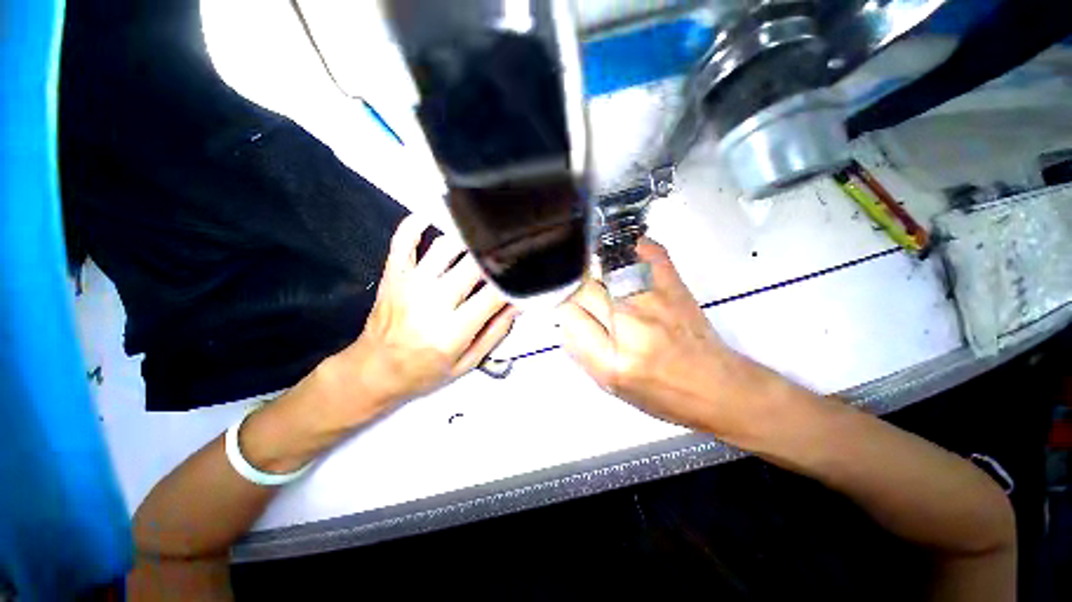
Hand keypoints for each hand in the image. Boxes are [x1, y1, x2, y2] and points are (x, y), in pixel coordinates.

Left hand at [331, 215, 515, 414]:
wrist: (373, 371)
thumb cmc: (423, 371)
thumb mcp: (467, 364)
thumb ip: (494, 333)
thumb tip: (517, 304)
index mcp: (451, 330)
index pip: (493, 294)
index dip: (513, 280)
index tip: (524, 272)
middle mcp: (431, 302)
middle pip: (473, 265)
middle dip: (496, 256)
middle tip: (510, 251)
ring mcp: (410, 284)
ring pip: (446, 246)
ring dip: (469, 238)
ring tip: (484, 236)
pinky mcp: (394, 274)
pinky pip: (404, 239)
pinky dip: (417, 223)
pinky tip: (434, 216)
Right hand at [558, 239, 774, 435]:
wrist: (716, 388)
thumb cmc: (661, 394)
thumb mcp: (610, 387)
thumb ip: (581, 350)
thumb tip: (566, 316)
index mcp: (613, 361)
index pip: (569, 315)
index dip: (566, 312)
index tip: (572, 313)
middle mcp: (633, 327)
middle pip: (584, 287)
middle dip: (578, 293)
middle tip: (586, 300)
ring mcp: (655, 299)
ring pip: (605, 267)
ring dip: (595, 272)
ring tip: (600, 280)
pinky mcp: (674, 284)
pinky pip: (644, 249)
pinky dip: (628, 248)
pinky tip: (621, 257)